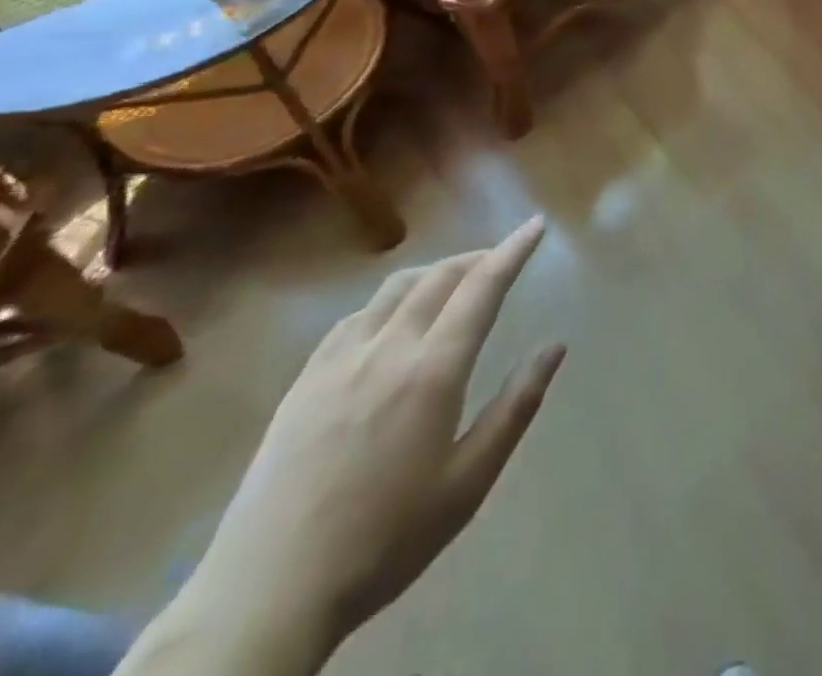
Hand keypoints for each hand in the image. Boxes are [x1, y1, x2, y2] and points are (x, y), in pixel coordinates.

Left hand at [189, 220, 564, 650]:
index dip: (512, 251)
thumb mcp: (468, 483)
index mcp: (432, 371)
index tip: (535, 226)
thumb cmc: (385, 539)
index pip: (482, 288)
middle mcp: (387, 349)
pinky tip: (391, 319)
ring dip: (434, 272)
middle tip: (501, 259)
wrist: (266, 595)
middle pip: (439, 277)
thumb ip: (516, 407)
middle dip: (477, 258)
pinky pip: (355, 317)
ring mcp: (339, 361)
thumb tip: (555, 347)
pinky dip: (389, 299)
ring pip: (395, 288)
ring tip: (454, 282)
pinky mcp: (304, 381)